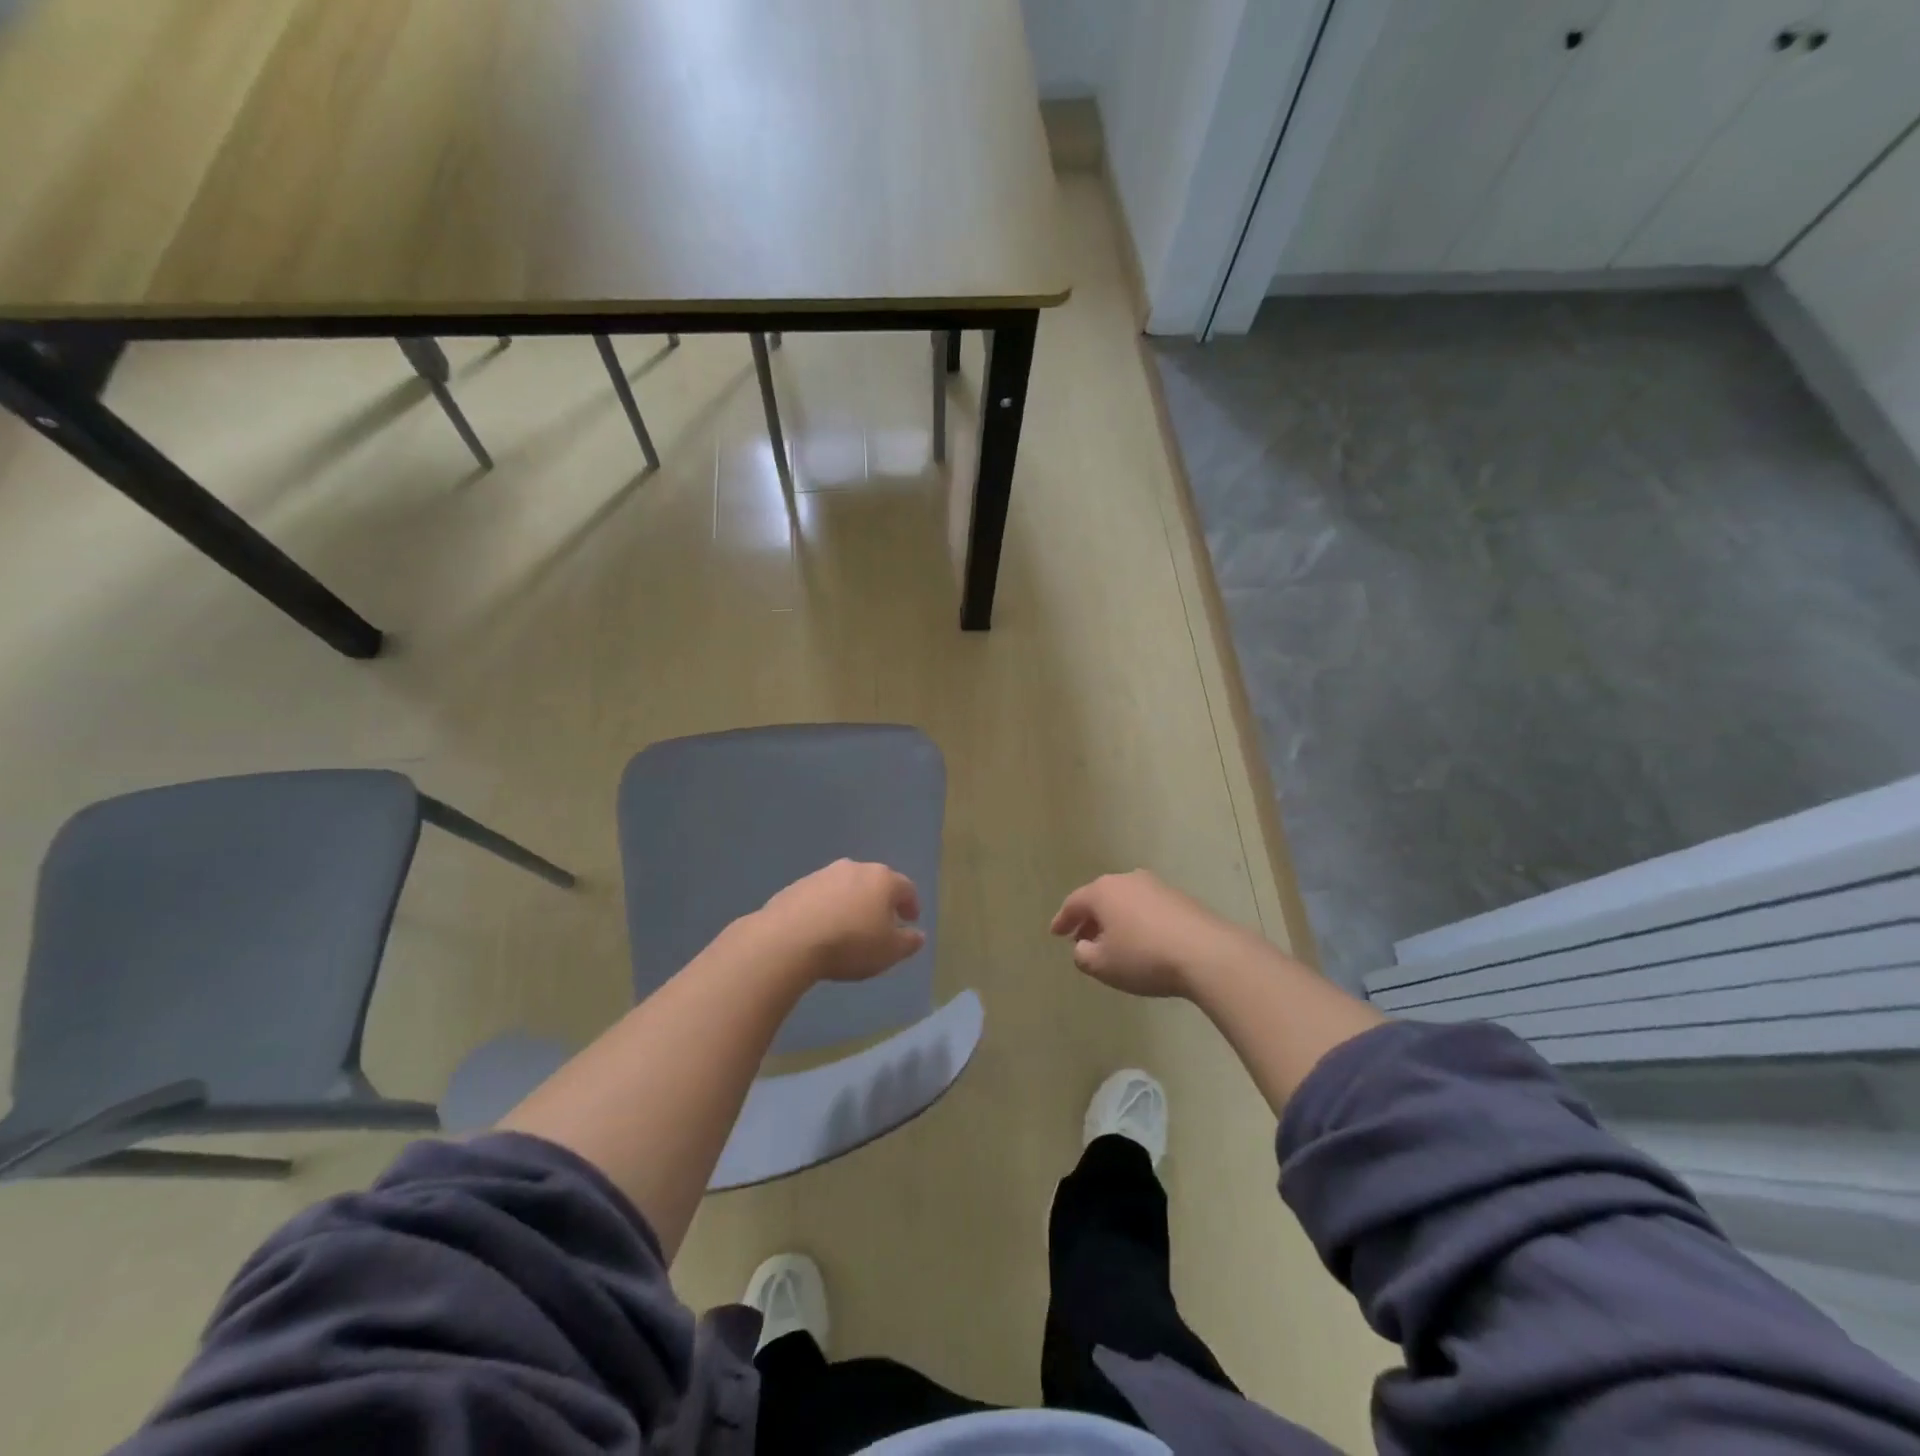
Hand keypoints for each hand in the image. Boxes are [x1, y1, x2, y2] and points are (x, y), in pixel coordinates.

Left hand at [756, 859, 925, 983]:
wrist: (788, 940)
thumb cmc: (850, 944)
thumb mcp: (889, 952)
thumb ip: (908, 942)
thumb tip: (918, 935)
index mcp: (882, 879)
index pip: (906, 887)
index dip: (911, 904)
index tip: (910, 920)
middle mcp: (854, 868)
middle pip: (875, 882)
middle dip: (880, 900)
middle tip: (881, 922)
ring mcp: (823, 874)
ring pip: (846, 886)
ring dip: (851, 902)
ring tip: (849, 927)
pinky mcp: (796, 886)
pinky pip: (820, 896)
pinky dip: (826, 907)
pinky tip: (821, 928)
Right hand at [1050, 870, 1244, 998]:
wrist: (1206, 953)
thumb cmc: (1144, 957)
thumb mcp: (1102, 965)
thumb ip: (1082, 955)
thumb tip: (1083, 946)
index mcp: (1102, 892)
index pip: (1073, 903)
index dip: (1062, 920)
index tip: (1055, 933)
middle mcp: (1126, 880)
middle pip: (1099, 898)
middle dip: (1089, 919)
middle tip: (1081, 939)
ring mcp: (1155, 886)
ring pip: (1124, 901)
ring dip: (1114, 920)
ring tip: (1112, 942)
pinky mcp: (1179, 898)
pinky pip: (1146, 908)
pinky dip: (1137, 921)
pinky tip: (1141, 941)